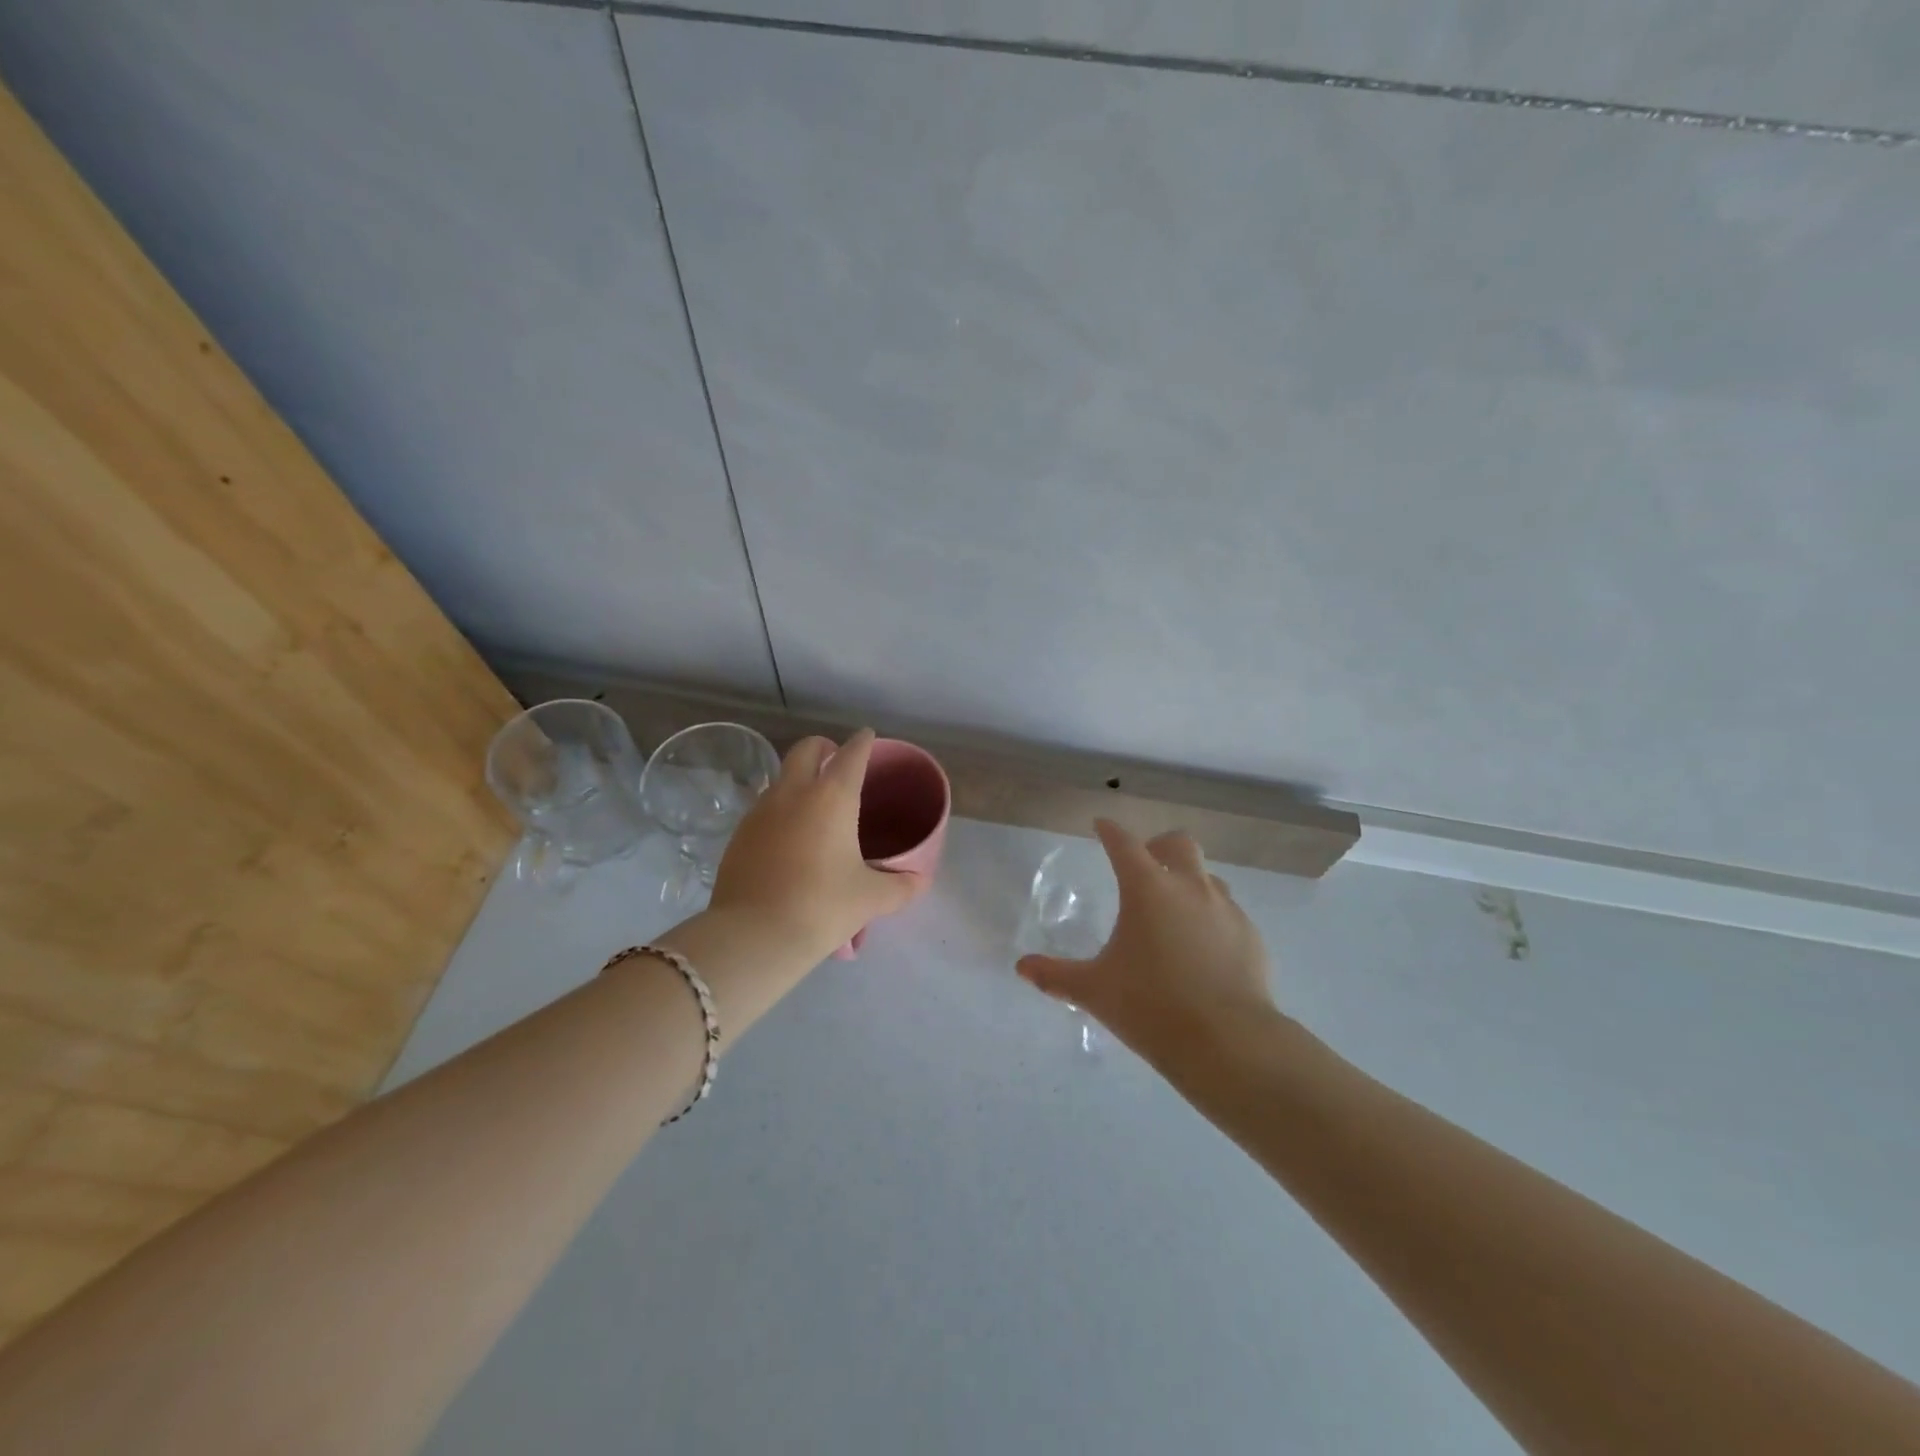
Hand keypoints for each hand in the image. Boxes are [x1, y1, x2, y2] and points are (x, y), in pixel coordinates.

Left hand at [706, 728, 919, 963]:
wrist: (753, 936)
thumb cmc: (822, 907)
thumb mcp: (871, 899)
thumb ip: (901, 886)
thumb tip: (920, 881)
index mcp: (832, 797)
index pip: (851, 754)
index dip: (863, 742)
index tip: (868, 738)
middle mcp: (793, 793)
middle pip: (806, 749)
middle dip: (824, 747)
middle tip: (837, 763)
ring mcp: (760, 811)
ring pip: (781, 778)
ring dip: (799, 779)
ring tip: (815, 807)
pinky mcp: (739, 835)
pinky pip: (764, 808)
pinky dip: (781, 810)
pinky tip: (790, 839)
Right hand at [1017, 819, 1278, 1062]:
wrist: (1228, 1043)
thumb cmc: (1150, 1006)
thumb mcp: (1094, 991)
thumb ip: (1056, 975)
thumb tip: (1021, 968)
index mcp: (1147, 889)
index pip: (1124, 843)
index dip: (1110, 831)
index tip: (1102, 826)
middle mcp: (1189, 887)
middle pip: (1178, 843)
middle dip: (1159, 847)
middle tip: (1145, 867)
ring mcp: (1226, 909)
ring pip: (1208, 877)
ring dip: (1189, 882)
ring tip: (1175, 913)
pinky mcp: (1251, 937)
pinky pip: (1229, 913)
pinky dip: (1212, 919)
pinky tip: (1204, 951)